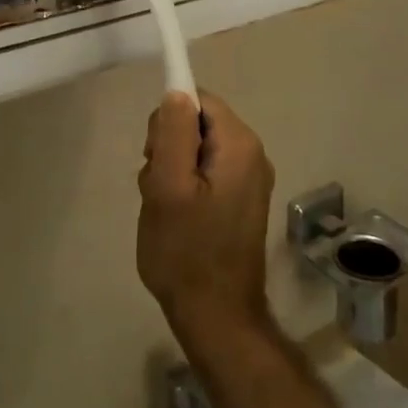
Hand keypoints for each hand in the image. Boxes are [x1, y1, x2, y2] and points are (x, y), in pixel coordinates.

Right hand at [138, 92, 275, 350]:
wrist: (216, 316)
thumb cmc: (186, 250)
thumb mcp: (168, 187)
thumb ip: (172, 132)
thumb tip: (176, 91)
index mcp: (240, 144)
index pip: (197, 100)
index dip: (168, 122)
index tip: (155, 157)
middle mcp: (252, 154)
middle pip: (197, 123)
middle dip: (168, 147)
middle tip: (159, 189)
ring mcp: (249, 179)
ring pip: (196, 150)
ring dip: (172, 170)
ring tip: (165, 208)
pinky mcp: (241, 200)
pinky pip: (205, 173)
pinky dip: (185, 188)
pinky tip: (177, 218)